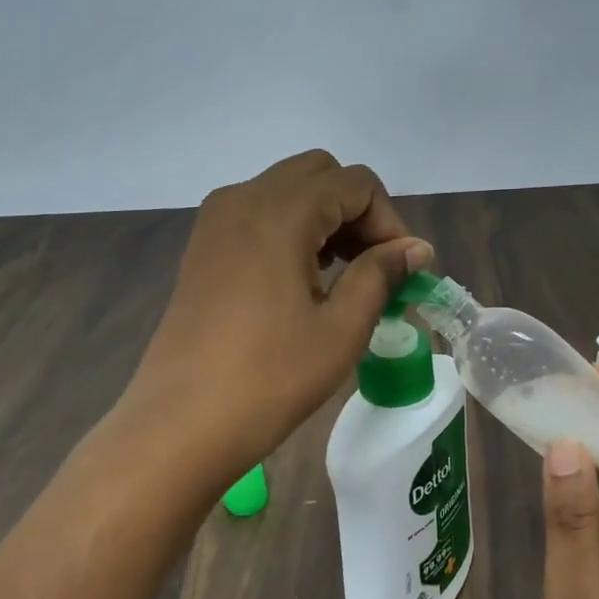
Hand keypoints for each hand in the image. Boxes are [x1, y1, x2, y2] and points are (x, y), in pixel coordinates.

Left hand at [125, 150, 432, 473]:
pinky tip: (304, 280)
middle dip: (358, 212)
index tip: (402, 272)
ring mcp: (216, 221)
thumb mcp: (342, 327)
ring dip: (327, 219)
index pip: (356, 184)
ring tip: (344, 277)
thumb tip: (417, 248)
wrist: (181, 424)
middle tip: (375, 267)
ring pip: (289, 191)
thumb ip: (382, 274)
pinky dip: (293, 230)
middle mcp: (244, 198)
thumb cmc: (270, 377)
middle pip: (320, 175)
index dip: (390, 222)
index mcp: (280, 211)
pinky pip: (260, 214)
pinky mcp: (204, 246)